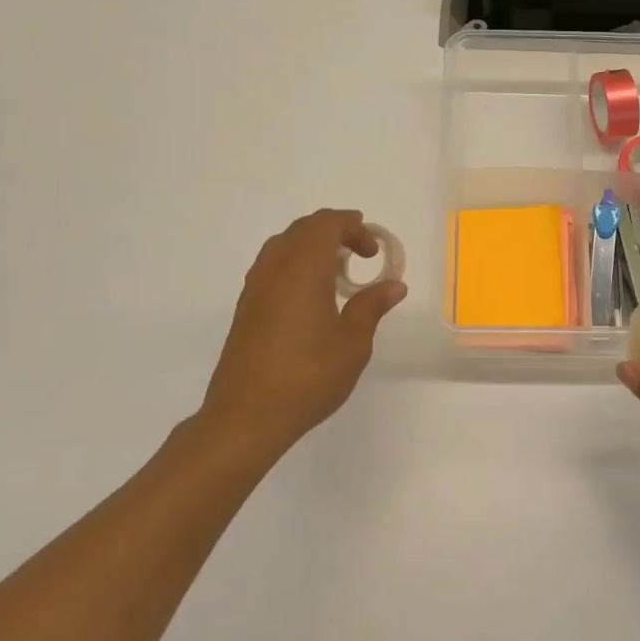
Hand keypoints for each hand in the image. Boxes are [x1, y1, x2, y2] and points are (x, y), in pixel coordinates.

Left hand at [197, 209, 405, 452]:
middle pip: (304, 228)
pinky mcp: (245, 308)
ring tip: (337, 275)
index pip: (327, 223)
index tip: (373, 252)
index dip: (354, 227)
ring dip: (313, 247)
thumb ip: (372, 306)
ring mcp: (255, 287)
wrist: (246, 417)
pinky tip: (311, 298)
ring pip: (284, 245)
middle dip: (335, 232)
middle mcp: (274, 268)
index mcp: (303, 268)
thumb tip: (394, 285)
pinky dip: (296, 265)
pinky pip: (272, 267)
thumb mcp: (353, 343)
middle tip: (361, 256)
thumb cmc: (307, 377)